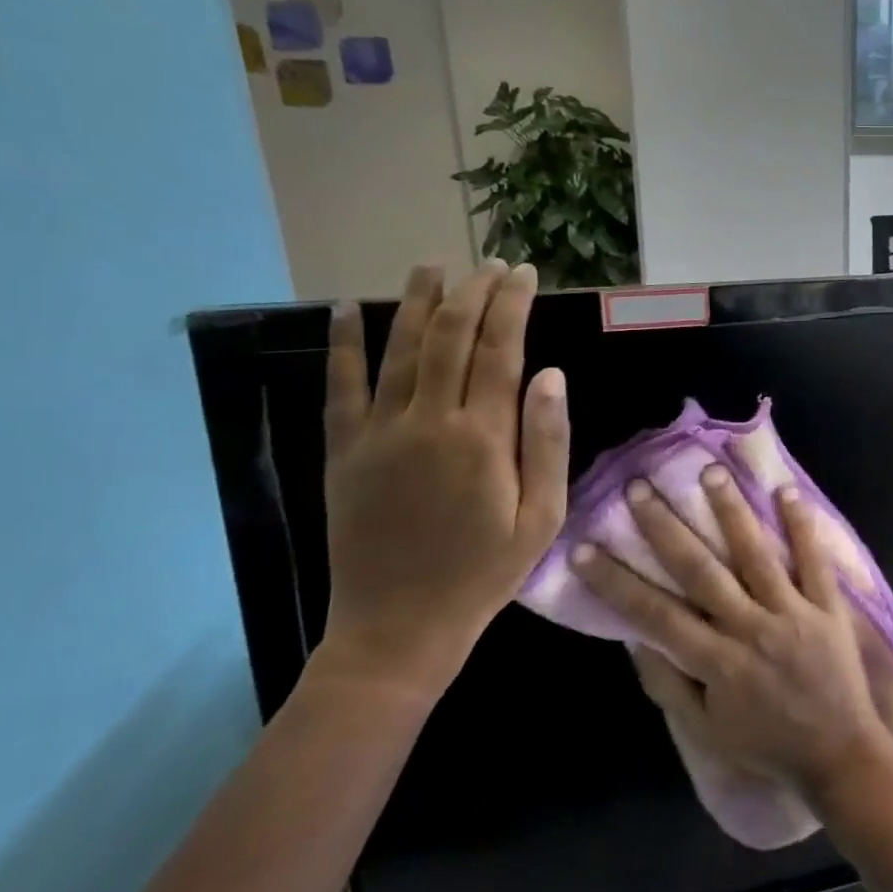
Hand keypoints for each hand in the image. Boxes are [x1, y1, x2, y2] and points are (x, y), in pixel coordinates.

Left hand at [319, 261, 568, 698]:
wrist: (399, 626)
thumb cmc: (486, 572)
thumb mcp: (542, 516)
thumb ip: (548, 441)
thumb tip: (551, 373)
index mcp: (483, 439)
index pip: (501, 352)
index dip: (513, 307)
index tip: (525, 274)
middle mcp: (429, 423)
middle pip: (451, 339)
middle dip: (474, 294)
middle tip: (492, 265)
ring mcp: (379, 434)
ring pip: (399, 350)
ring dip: (418, 303)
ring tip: (433, 266)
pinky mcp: (344, 452)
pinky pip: (341, 387)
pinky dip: (344, 345)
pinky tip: (349, 309)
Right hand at [577, 469, 892, 799]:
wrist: (838, 755)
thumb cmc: (766, 744)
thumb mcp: (705, 730)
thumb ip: (669, 684)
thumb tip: (634, 639)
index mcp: (715, 662)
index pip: (655, 614)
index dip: (616, 581)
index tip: (585, 547)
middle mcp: (750, 628)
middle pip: (701, 571)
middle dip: (666, 529)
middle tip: (640, 487)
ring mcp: (792, 613)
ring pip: (756, 554)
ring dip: (731, 512)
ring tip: (710, 471)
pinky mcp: (828, 606)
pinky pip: (814, 561)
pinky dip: (802, 526)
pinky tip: (787, 491)